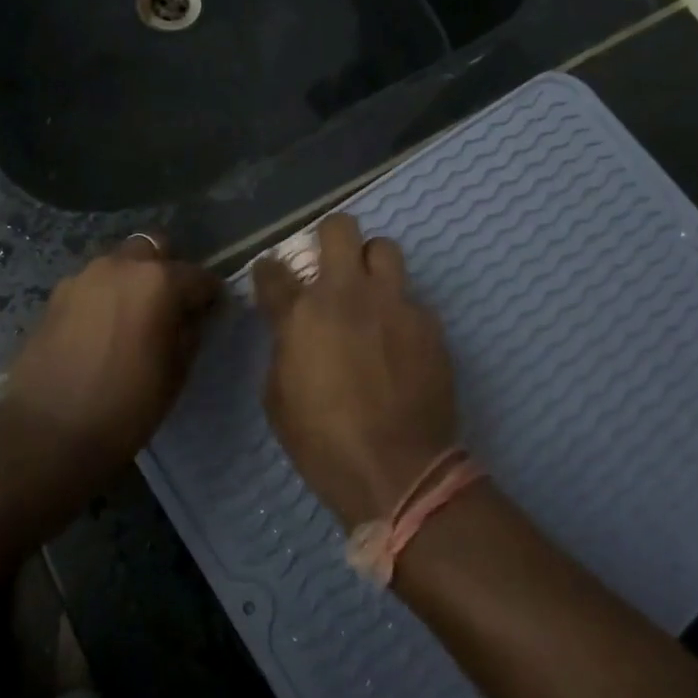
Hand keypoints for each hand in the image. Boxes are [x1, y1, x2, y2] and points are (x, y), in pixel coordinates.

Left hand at [6, 234, 221, 471]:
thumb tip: (193, 315)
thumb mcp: (176, 372)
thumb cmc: (125, 405)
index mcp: (159, 281)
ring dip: (133, 280)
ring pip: (120, 262)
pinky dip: (104, 296)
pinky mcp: (56, 295)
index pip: (200, 276)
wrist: (47, 431)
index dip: (210, 296)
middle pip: (155, 249)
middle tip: (170, 307)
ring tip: (133, 318)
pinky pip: (93, 284)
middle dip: (168, 270)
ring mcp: (84, 276)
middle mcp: (121, 266)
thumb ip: (190, 331)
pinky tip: (102, 329)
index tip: (211, 315)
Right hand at [253, 214, 457, 529]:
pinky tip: (399, 344)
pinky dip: (400, 312)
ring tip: (370, 293)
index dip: (269, 270)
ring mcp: (393, 303)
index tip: (273, 279)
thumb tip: (292, 330)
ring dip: (372, 263)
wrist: (397, 470)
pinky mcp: (428, 322)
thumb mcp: (278, 398)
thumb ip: (283, 348)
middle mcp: (348, 293)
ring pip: (385, 248)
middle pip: (340, 228)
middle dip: (330, 238)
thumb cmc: (323, 442)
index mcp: (302, 313)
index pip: (274, 269)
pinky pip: (411, 299)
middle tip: (330, 265)